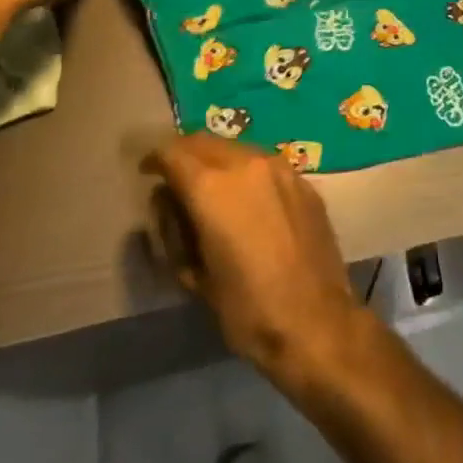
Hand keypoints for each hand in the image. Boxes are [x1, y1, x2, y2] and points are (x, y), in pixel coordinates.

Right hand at [143, 133, 368, 391]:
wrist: (315, 320)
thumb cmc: (246, 308)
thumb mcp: (194, 275)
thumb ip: (177, 230)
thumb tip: (170, 202)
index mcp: (212, 187)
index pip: (173, 153)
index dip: (155, 159)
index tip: (147, 171)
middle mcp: (246, 164)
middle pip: (206, 142)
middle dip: (186, 154)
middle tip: (175, 177)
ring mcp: (281, 168)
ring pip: (238, 149)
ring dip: (218, 159)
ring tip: (210, 186)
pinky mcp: (303, 181)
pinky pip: (265, 164)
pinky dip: (248, 172)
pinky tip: (247, 199)